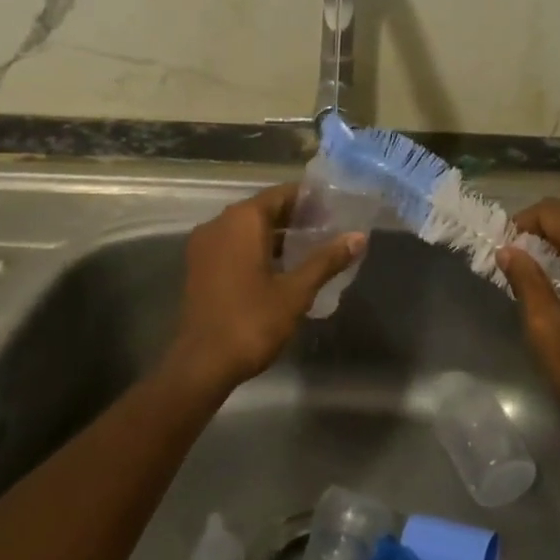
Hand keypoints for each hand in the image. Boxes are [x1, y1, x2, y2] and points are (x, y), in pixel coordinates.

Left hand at [164, 183, 364, 394]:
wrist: (202, 364)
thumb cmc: (252, 321)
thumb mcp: (296, 291)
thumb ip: (326, 260)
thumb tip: (358, 237)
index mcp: (241, 221)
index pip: (280, 194)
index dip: (309, 199)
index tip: (335, 207)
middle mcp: (219, 224)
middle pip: (263, 209)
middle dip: (295, 217)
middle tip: (330, 228)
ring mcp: (205, 246)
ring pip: (247, 229)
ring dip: (276, 235)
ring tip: (312, 247)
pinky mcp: (200, 268)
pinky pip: (233, 246)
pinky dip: (257, 249)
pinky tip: (283, 267)